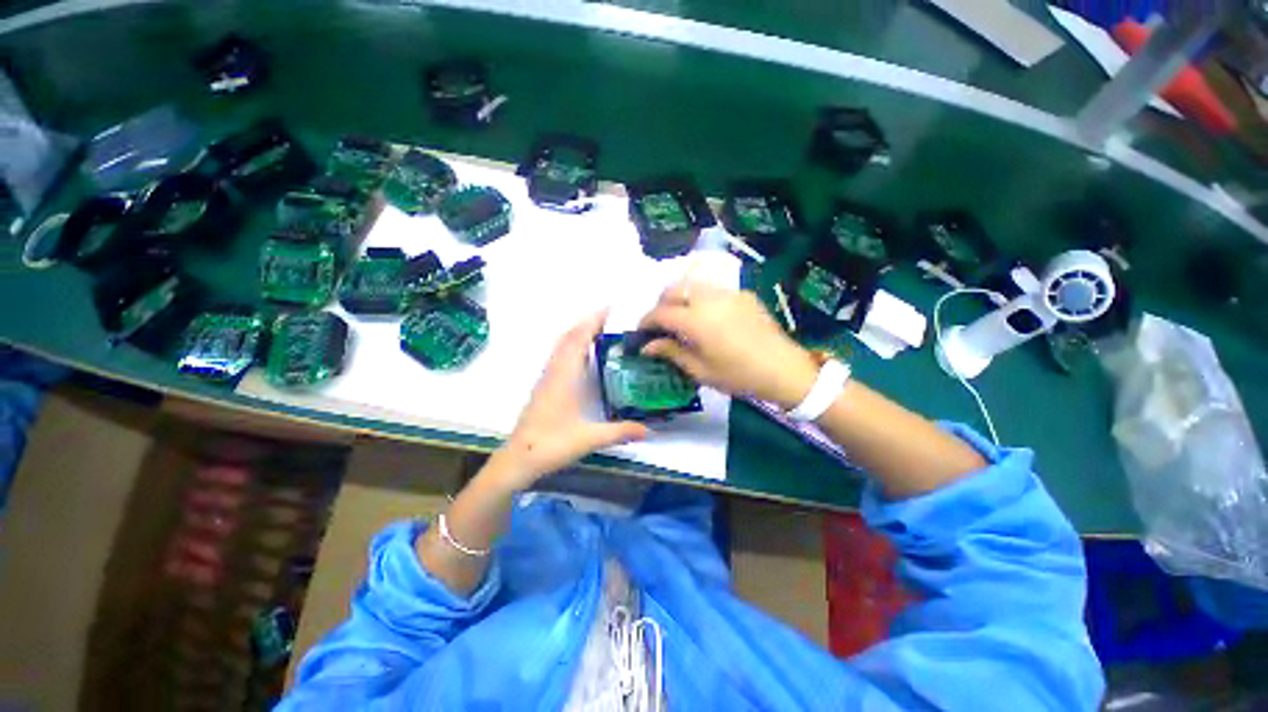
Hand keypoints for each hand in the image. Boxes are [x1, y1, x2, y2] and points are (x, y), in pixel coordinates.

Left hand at [492, 311, 647, 490]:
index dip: (593, 320)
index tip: (610, 308)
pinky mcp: (544, 386)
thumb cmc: (551, 444)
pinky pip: (559, 355)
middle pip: (569, 337)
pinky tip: (583, 356)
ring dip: (579, 332)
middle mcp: (554, 371)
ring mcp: (547, 377)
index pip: (578, 338)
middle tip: (610, 317)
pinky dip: (572, 346)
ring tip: (600, 330)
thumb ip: (620, 432)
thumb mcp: (590, 438)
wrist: (518, 458)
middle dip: (588, 322)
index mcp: (564, 375)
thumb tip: (649, 430)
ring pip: (562, 345)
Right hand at [639, 280, 819, 408]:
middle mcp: (708, 299)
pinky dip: (701, 299)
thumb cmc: (738, 375)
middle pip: (674, 290)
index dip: (646, 321)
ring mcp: (728, 293)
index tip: (641, 333)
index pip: (660, 313)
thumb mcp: (700, 370)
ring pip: (693, 285)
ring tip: (682, 318)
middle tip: (660, 324)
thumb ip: (671, 352)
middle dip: (661, 304)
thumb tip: (647, 346)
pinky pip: (714, 290)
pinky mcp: (743, 294)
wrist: (783, 369)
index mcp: (695, 320)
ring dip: (680, 297)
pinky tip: (709, 318)